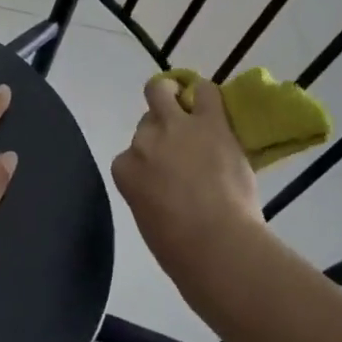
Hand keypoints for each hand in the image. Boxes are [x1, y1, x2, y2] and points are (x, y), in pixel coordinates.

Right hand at [111, 78, 263, 272]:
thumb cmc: (180, 250)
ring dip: (175, 98)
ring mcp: (175, 127)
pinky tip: (211, 102)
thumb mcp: (148, 218)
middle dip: (158, 128)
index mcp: (125, 171)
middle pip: (145, 121)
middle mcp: (144, 142)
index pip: (130, 155)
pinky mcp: (208, 122)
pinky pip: (204, 91)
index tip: (163, 174)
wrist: (216, 244)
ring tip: (191, 109)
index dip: (148, 162)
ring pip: (163, 92)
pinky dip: (206, 94)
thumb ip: (149, 194)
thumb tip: (164, 191)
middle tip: (177, 140)